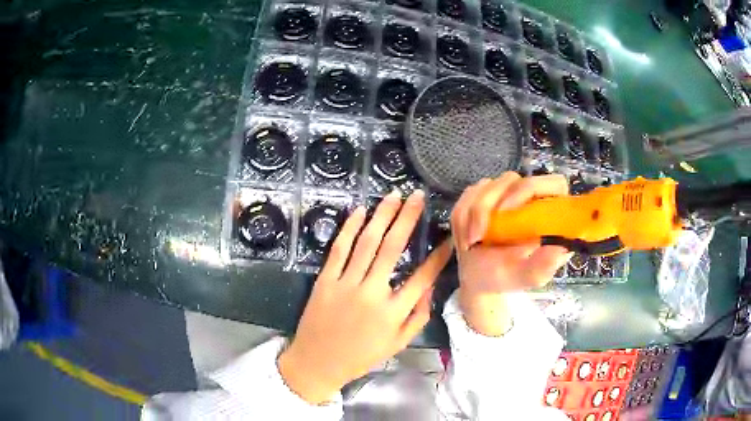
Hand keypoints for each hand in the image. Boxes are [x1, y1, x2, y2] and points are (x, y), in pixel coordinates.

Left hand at [278, 190, 452, 403]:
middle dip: (408, 218)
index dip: (439, 255)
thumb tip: (431, 288)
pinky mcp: (325, 280)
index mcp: (393, 312)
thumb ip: (418, 317)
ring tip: (394, 196)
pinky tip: (360, 211)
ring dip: (381, 216)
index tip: (449, 236)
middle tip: (417, 196)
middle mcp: (372, 293)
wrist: (317, 362)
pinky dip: (349, 228)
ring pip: (367, 243)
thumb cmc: (360, 356)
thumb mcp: (397, 345)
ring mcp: (346, 284)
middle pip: (393, 248)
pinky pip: (339, 249)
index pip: (423, 277)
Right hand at [450, 172, 571, 335]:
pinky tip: (465, 238)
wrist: (480, 279)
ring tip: (471, 242)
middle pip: (512, 179)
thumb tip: (559, 250)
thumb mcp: (527, 277)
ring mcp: (505, 193)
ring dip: (472, 215)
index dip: (530, 189)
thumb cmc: (508, 277)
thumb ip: (542, 266)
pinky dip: (462, 217)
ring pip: (486, 186)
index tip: (507, 212)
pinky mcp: (483, 195)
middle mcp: (530, 197)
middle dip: (489, 205)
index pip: (553, 183)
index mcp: (550, 213)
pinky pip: (468, 194)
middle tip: (479, 234)